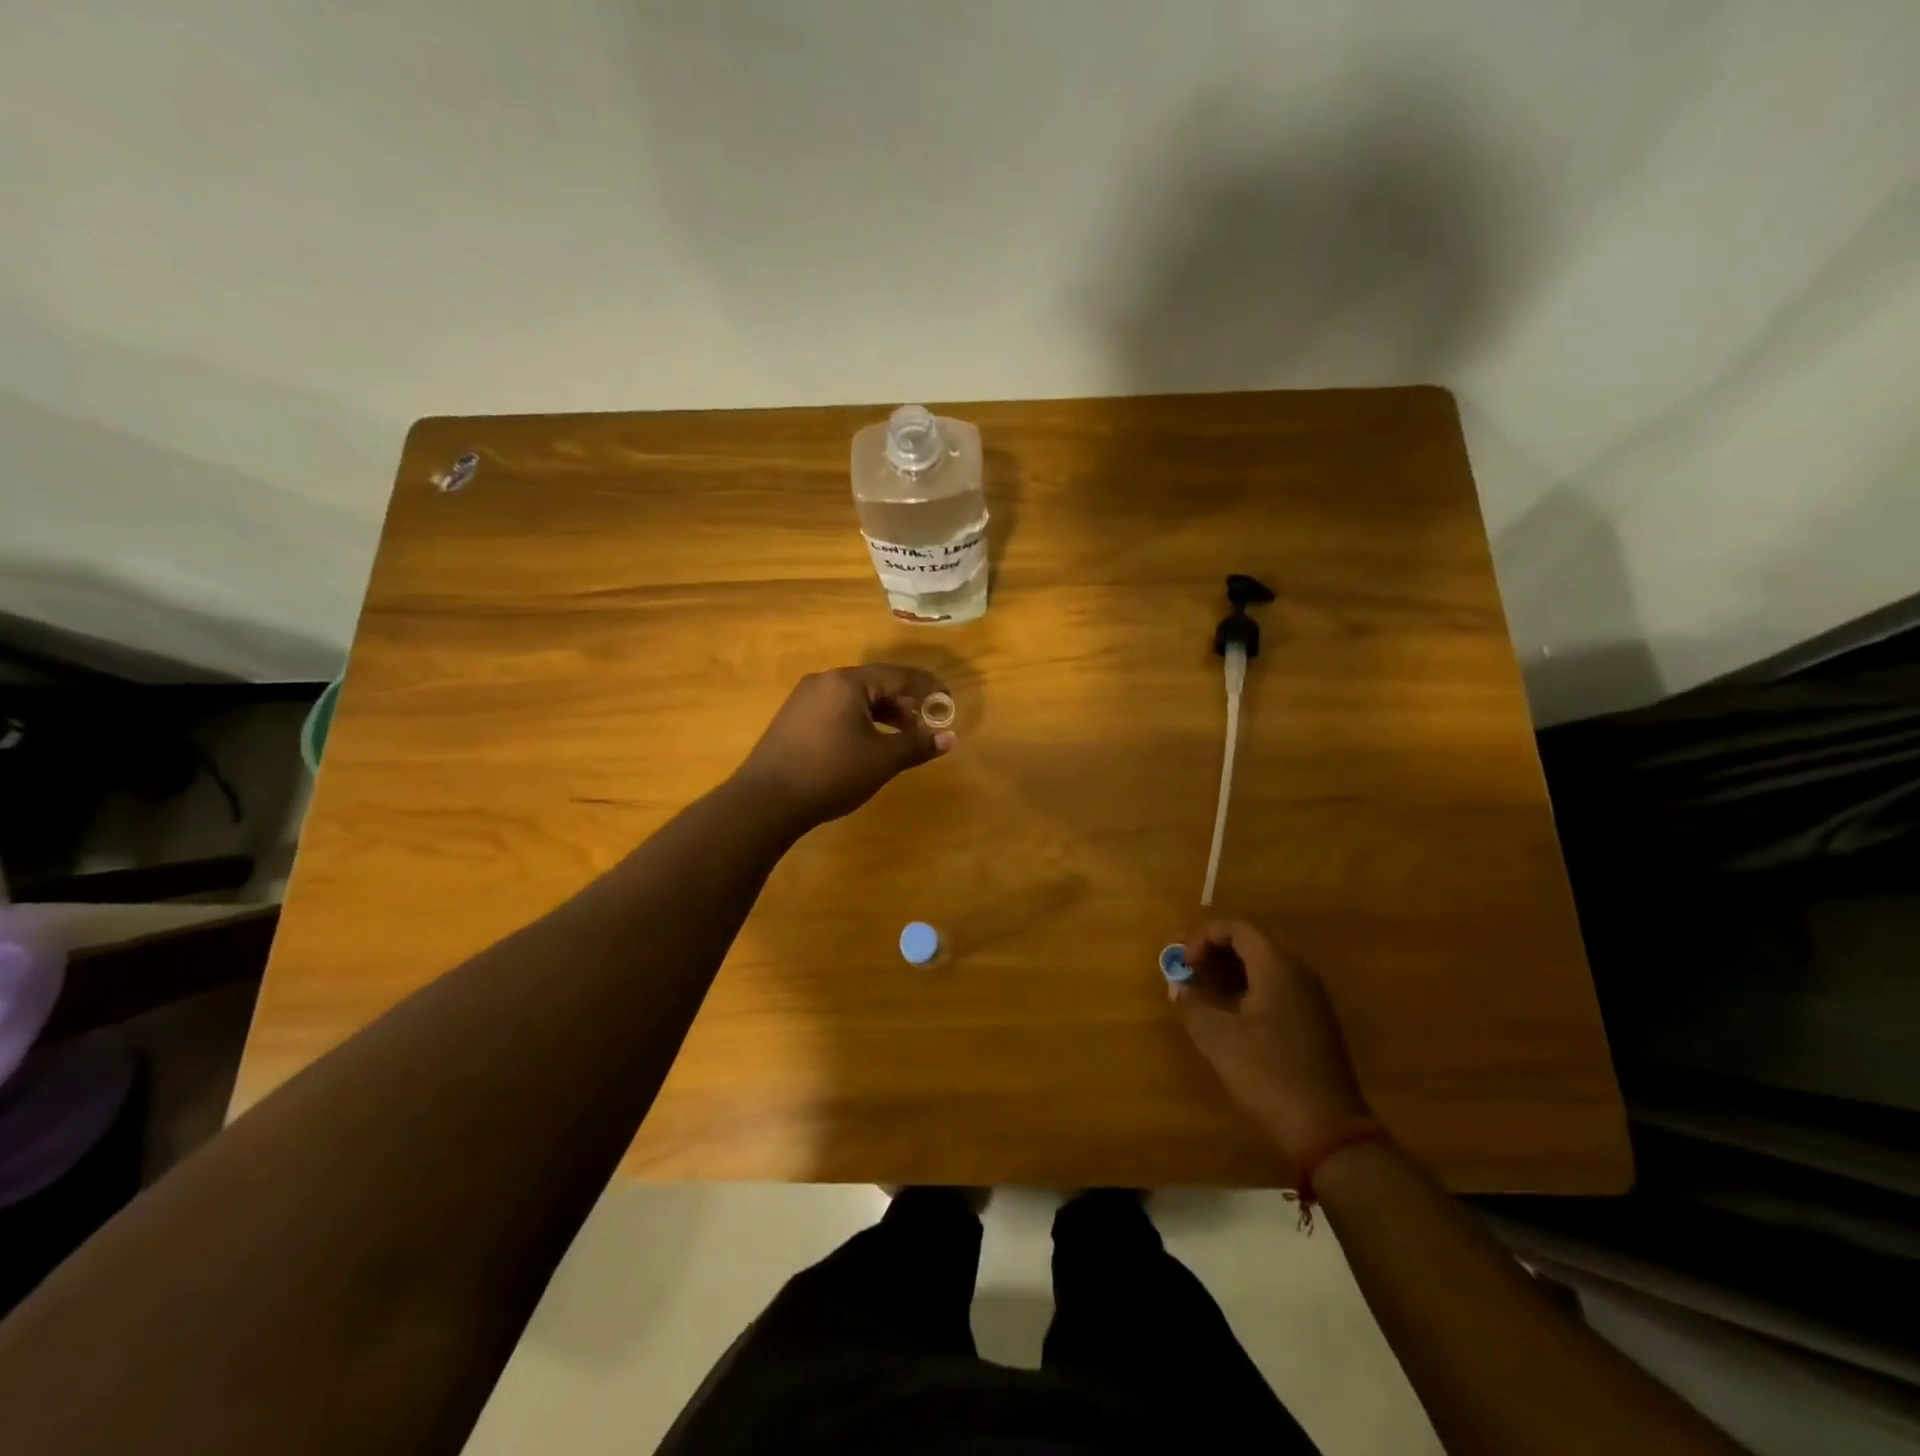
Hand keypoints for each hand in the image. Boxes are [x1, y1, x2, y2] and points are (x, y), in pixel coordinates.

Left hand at [735, 665, 955, 828]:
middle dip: (904, 703)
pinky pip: (836, 710)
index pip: (899, 675)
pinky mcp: (793, 719)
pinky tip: (866, 744)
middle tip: (925, 725)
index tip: (948, 703)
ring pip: (855, 698)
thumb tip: (950, 737)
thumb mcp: (881, 760)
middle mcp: (824, 681)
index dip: (928, 688)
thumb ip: (917, 745)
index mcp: (847, 682)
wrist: (766, 801)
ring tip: (900, 737)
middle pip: (875, 683)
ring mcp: (804, 699)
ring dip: (882, 714)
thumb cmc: (830, 774)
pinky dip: (860, 721)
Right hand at [1174, 920, 1371, 1167]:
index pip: (1237, 926)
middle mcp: (1298, 972)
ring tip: (1199, 991)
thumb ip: (1193, 1002)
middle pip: (1251, 940)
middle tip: (1185, 970)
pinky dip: (1245, 987)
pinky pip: (1274, 985)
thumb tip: (1181, 986)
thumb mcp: (1218, 1038)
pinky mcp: (1312, 1020)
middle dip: (1212, 950)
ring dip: (1227, 969)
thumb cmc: (1268, 1074)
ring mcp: (1310, 997)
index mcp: (1278, 967)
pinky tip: (1226, 1012)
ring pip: (1262, 964)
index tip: (1183, 963)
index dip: (1202, 937)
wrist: (1327, 1130)